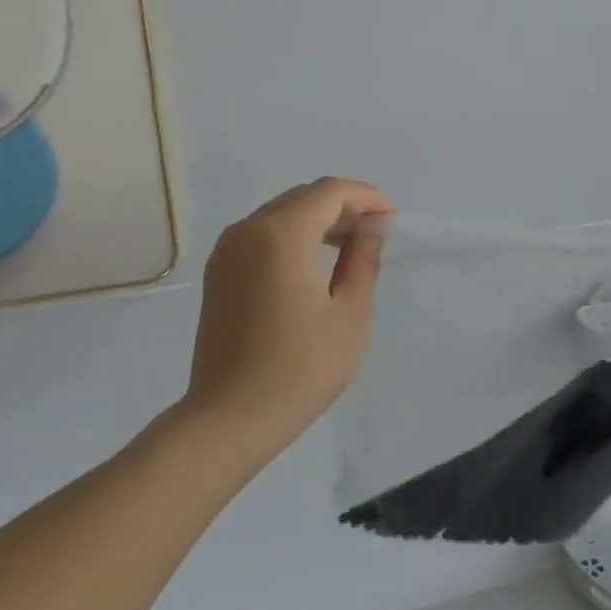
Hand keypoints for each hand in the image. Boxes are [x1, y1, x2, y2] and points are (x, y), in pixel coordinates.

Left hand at [183, 178, 393, 450]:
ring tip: (350, 248)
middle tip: (375, 232)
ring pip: (279, 215)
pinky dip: (292, 238)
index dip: (365, 197)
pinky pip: (260, 237)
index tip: (392, 216)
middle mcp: (247, 230)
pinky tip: (313, 265)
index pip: (329, 193)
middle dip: (342, 207)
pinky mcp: (218, 274)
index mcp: (280, 234)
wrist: (230, 417)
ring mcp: (226, 252)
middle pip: (301, 198)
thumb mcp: (349, 314)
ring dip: (316, 221)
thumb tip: (373, 224)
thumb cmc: (301, 367)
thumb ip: (363, 259)